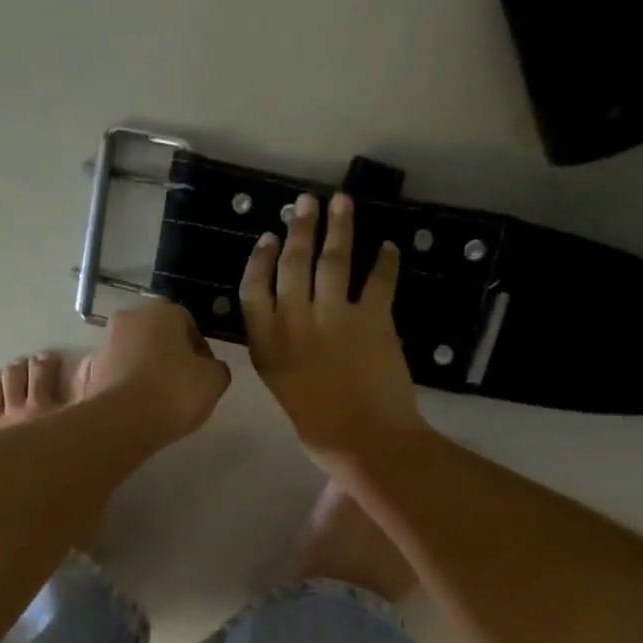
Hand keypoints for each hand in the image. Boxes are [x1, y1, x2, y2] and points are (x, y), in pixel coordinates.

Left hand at [79, 300, 231, 446]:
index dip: (200, 349)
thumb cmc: (174, 392)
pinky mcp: (89, 374)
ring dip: (144, 369)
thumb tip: (209, 368)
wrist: (123, 423)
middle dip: (169, 355)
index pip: (188, 324)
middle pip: (157, 336)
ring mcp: (105, 346)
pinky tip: (134, 406)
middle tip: (182, 385)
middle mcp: (129, 320)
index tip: (205, 373)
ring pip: (133, 354)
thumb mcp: (214, 380)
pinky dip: (123, 386)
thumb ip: (216, 368)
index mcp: (162, 312)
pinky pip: (114, 376)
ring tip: (158, 400)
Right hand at [241, 191, 427, 471]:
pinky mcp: (373, 319)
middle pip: (292, 265)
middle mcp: (295, 325)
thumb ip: (283, 361)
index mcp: (268, 348)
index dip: (259, 261)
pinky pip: (379, 280)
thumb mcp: (285, 394)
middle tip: (305, 202)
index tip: (266, 238)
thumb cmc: (321, 434)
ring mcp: (335, 318)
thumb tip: (295, 340)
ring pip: (333, 261)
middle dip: (299, 229)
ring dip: (338, 227)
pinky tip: (389, 246)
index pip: (254, 292)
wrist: (367, 442)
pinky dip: (386, 262)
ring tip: (342, 201)